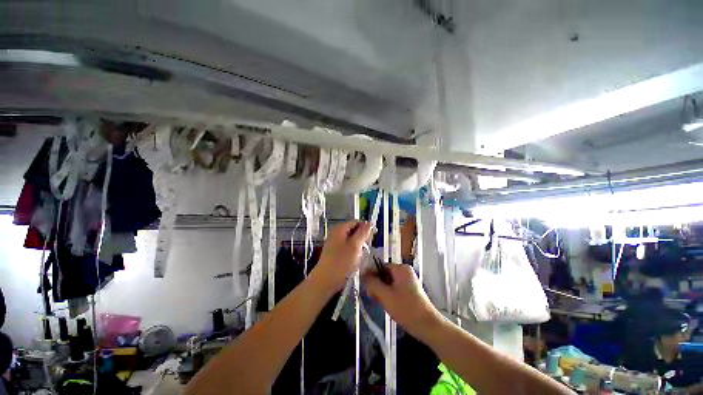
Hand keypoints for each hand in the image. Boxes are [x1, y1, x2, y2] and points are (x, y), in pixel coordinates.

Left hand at [313, 221, 372, 291]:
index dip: (366, 227)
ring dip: (358, 244)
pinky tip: (356, 258)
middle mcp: (336, 233)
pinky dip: (353, 250)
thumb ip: (363, 233)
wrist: (325, 281)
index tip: (373, 236)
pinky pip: (347, 246)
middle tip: (368, 246)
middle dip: (362, 236)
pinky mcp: (334, 252)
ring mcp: (334, 242)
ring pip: (351, 239)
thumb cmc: (341, 262)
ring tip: (363, 253)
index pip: (356, 222)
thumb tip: (370, 223)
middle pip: (353, 229)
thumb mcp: (355, 245)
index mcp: (340, 228)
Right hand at [363, 264, 442, 339]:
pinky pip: (395, 287)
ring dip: (382, 290)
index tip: (366, 287)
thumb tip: (364, 275)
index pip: (380, 266)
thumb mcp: (385, 295)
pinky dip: (389, 294)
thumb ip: (372, 283)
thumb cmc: (406, 308)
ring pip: (389, 282)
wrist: (428, 326)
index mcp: (401, 268)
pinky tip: (387, 304)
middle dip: (377, 284)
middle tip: (372, 297)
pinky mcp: (410, 290)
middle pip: (385, 274)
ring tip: (379, 302)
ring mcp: (409, 280)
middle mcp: (405, 271)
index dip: (371, 275)